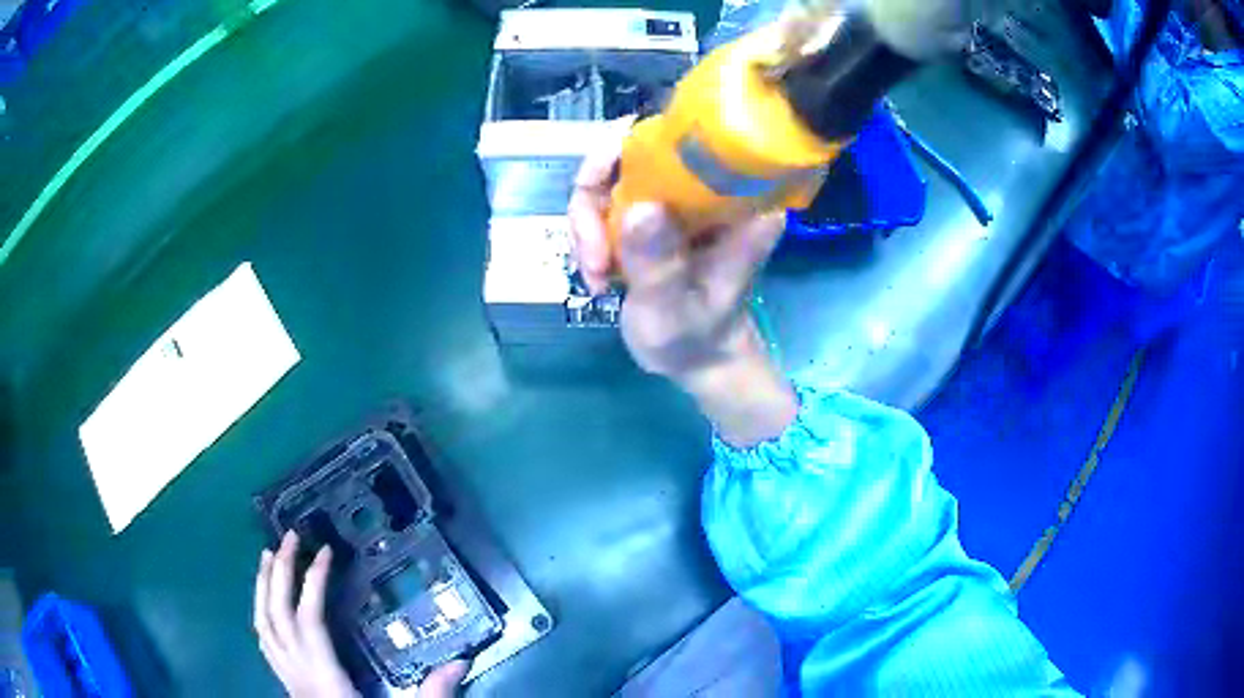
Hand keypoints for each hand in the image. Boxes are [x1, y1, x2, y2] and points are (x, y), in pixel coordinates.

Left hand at [254, 532, 469, 697]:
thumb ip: (432, 693)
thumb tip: (462, 660)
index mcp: (323, 676)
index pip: (308, 619)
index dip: (312, 582)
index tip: (325, 552)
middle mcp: (296, 671)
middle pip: (277, 614)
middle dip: (281, 573)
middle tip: (289, 537)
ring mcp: (286, 676)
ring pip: (262, 624)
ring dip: (263, 587)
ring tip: (268, 556)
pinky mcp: (286, 681)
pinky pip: (264, 640)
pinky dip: (261, 612)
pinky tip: (266, 602)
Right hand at [568, 126, 797, 446]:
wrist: (697, 356)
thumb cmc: (696, 336)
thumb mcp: (675, 308)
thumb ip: (660, 263)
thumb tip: (639, 208)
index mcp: (736, 197)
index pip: (685, 139)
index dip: (631, 148)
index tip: (601, 193)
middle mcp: (706, 183)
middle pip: (633, 149)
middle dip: (596, 199)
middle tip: (592, 254)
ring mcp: (675, 194)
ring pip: (610, 175)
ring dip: (588, 224)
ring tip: (595, 274)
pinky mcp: (652, 209)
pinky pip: (604, 199)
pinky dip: (590, 234)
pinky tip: (597, 275)